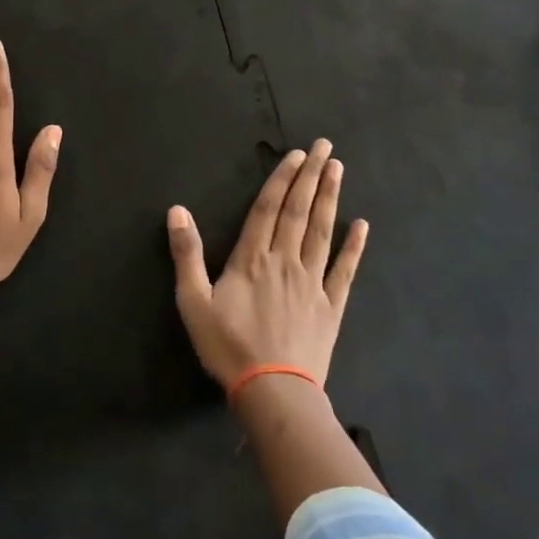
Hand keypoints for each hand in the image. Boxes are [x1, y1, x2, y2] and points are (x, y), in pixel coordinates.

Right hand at [166, 140, 367, 389]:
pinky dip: (353, 246)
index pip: (268, 209)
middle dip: (311, 176)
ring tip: (339, 170)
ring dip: (330, 199)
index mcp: (252, 259)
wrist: (272, 391)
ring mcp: (312, 282)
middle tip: (325, 147)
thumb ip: (186, 254)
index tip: (297, 154)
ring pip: (322, 232)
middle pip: (299, 211)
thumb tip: (177, 210)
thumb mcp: (193, 302)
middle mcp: (285, 261)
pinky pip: (344, 270)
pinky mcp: (330, 306)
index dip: (282, 179)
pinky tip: (361, 225)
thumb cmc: (227, 346)